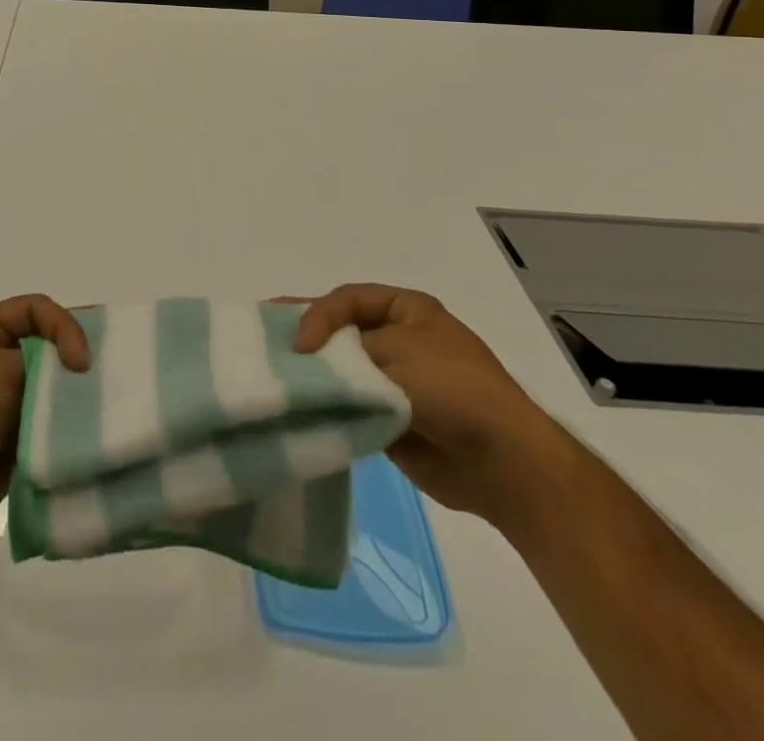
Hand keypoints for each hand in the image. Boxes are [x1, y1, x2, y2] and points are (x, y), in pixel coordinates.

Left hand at [0, 294, 89, 547]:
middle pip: (49, 348)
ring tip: (106, 409)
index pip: (38, 310)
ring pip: (52, 390)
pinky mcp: (14, 439)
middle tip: (112, 376)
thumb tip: (76, 373)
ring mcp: (5, 401)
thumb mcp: (0, 372)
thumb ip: (45, 363)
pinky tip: (90, 436)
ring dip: (74, 399)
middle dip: (76, 361)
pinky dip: (67, 431)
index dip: (65, 327)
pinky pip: (49, 427)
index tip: (81, 363)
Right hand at [295, 284, 567, 528]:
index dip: (318, 315)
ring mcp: (393, 381)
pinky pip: (348, 406)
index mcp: (407, 310)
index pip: (347, 300)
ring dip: (312, 373)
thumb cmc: (453, 389)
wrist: (503, 464)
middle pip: (340, 332)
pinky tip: (295, 406)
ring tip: (269, 372)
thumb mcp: (397, 351)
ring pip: (341, 370)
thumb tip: (308, 359)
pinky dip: (325, 406)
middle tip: (260, 336)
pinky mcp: (388, 420)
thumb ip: (345, 349)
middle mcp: (398, 339)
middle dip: (305, 336)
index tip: (300, 344)